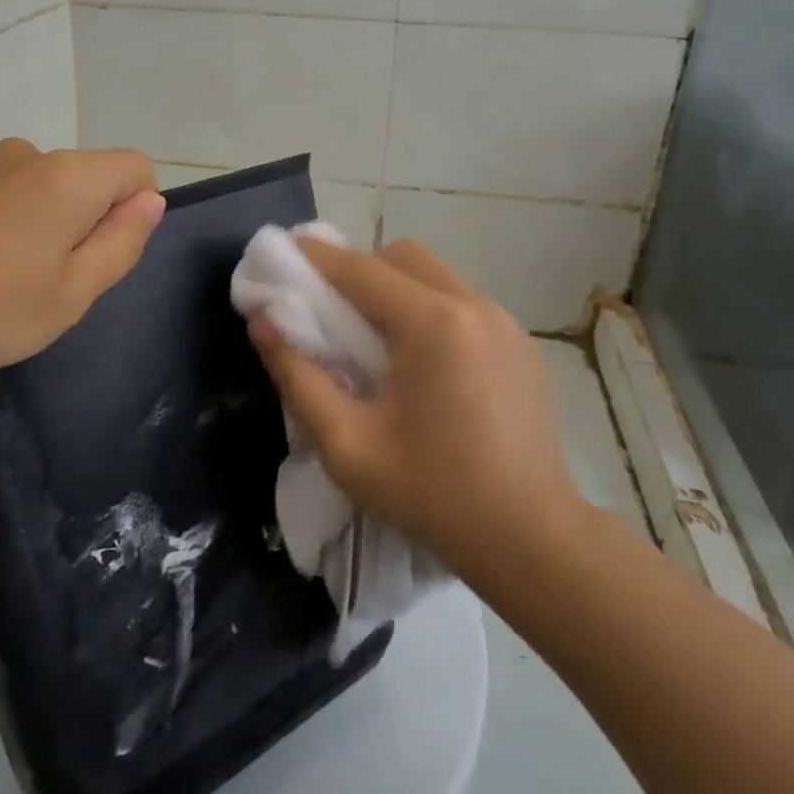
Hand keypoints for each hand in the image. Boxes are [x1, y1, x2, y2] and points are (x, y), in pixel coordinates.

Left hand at [0, 139, 164, 409]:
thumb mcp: (72, 294)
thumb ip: (122, 241)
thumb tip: (149, 200)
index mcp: (68, 177)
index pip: (134, 167)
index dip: (135, 208)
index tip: (100, 254)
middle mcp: (23, 153)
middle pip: (80, 177)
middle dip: (79, 220)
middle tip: (45, 280)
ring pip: (31, 185)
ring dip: (31, 219)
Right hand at [247, 236, 585, 585]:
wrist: (531, 540)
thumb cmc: (431, 494)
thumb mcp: (347, 444)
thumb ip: (298, 377)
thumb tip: (261, 322)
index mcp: (432, 325)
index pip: (360, 268)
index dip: (316, 257)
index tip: (282, 252)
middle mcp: (472, 306)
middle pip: (401, 256)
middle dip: (358, 268)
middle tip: (330, 308)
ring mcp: (504, 321)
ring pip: (434, 273)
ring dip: (394, 286)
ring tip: (373, 335)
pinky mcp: (519, 341)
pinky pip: (460, 299)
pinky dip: (427, 306)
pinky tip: (419, 358)